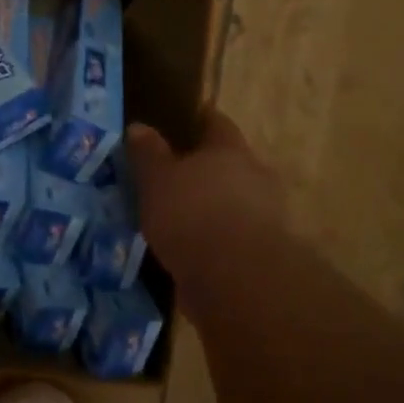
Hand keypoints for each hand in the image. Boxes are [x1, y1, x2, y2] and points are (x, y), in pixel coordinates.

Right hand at [126, 109, 288, 322]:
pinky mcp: (260, 254)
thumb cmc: (192, 214)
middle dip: (201, 169)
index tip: (176, 122)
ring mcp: (264, 217)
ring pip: (230, 201)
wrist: (236, 281)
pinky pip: (229, 236)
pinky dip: (211, 239)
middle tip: (168, 175)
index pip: (216, 123)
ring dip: (206, 206)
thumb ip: (148, 153)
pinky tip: (186, 248)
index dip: (196, 120)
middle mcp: (254, 176)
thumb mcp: (157, 178)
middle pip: (227, 163)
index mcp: (230, 150)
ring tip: (172, 216)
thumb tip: (139, 127)